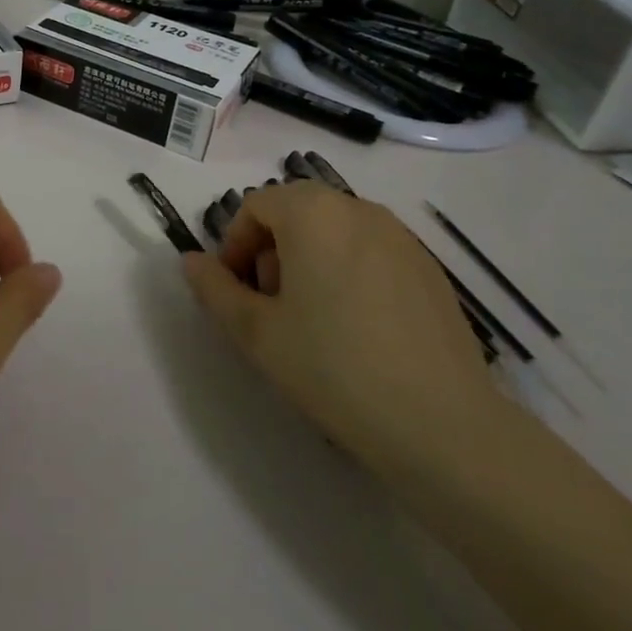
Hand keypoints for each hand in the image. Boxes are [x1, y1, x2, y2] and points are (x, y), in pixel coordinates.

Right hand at [181, 180, 502, 470]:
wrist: (440, 424)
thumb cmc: (332, 367)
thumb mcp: (255, 331)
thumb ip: (214, 288)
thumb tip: (191, 261)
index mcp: (313, 213)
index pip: (256, 206)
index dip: (234, 244)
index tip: (235, 290)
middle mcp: (358, 209)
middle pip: (297, 212)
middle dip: (271, 250)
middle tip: (269, 305)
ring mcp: (401, 236)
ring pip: (335, 231)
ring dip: (309, 259)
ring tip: (312, 319)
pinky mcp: (430, 268)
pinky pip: (371, 252)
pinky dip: (349, 271)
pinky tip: (357, 328)